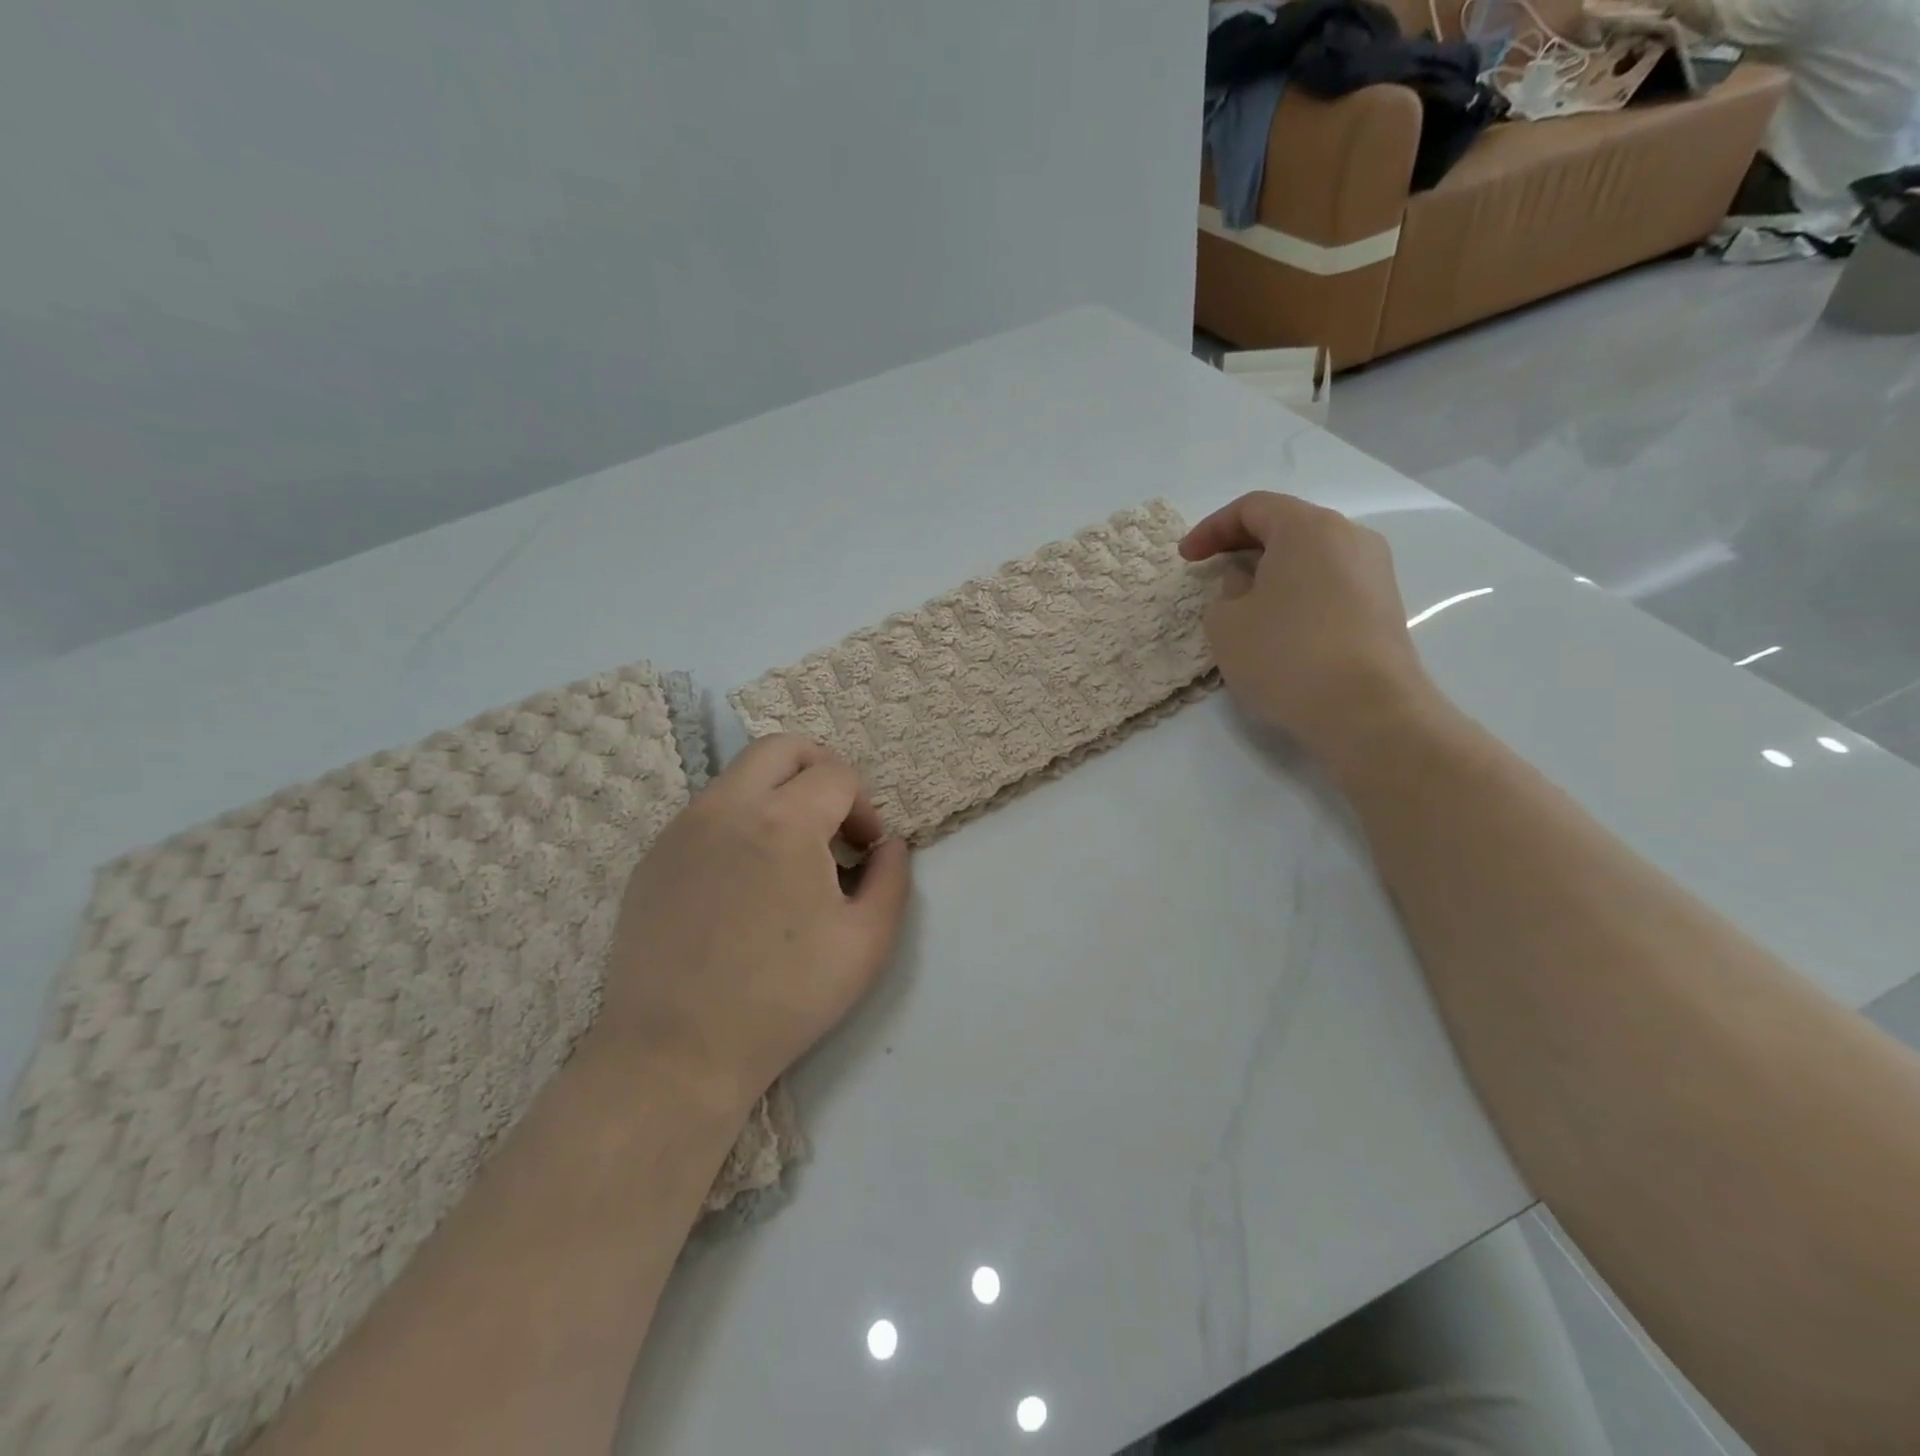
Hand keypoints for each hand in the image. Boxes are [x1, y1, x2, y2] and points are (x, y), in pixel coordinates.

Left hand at [595, 735, 911, 1113]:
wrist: (677, 1052)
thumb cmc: (785, 998)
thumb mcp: (868, 942)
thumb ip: (892, 877)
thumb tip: (887, 843)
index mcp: (784, 822)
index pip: (837, 774)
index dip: (864, 805)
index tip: (865, 850)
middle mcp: (727, 807)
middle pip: (782, 747)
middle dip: (821, 769)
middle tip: (835, 820)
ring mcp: (681, 828)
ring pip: (740, 776)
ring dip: (778, 795)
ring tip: (791, 855)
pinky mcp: (653, 856)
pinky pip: (708, 813)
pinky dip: (740, 822)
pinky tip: (745, 881)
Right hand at [1180, 492, 1438, 761]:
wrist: (1367, 710)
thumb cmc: (1285, 656)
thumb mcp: (1226, 624)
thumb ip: (1225, 592)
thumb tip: (1247, 582)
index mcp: (1308, 528)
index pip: (1252, 508)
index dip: (1211, 528)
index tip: (1186, 559)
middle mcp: (1349, 536)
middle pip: (1287, 526)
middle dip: (1243, 546)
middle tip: (1212, 573)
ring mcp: (1374, 571)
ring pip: (1311, 556)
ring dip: (1272, 571)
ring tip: (1244, 602)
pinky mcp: (1384, 606)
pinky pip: (1330, 583)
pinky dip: (1298, 592)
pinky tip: (1279, 625)